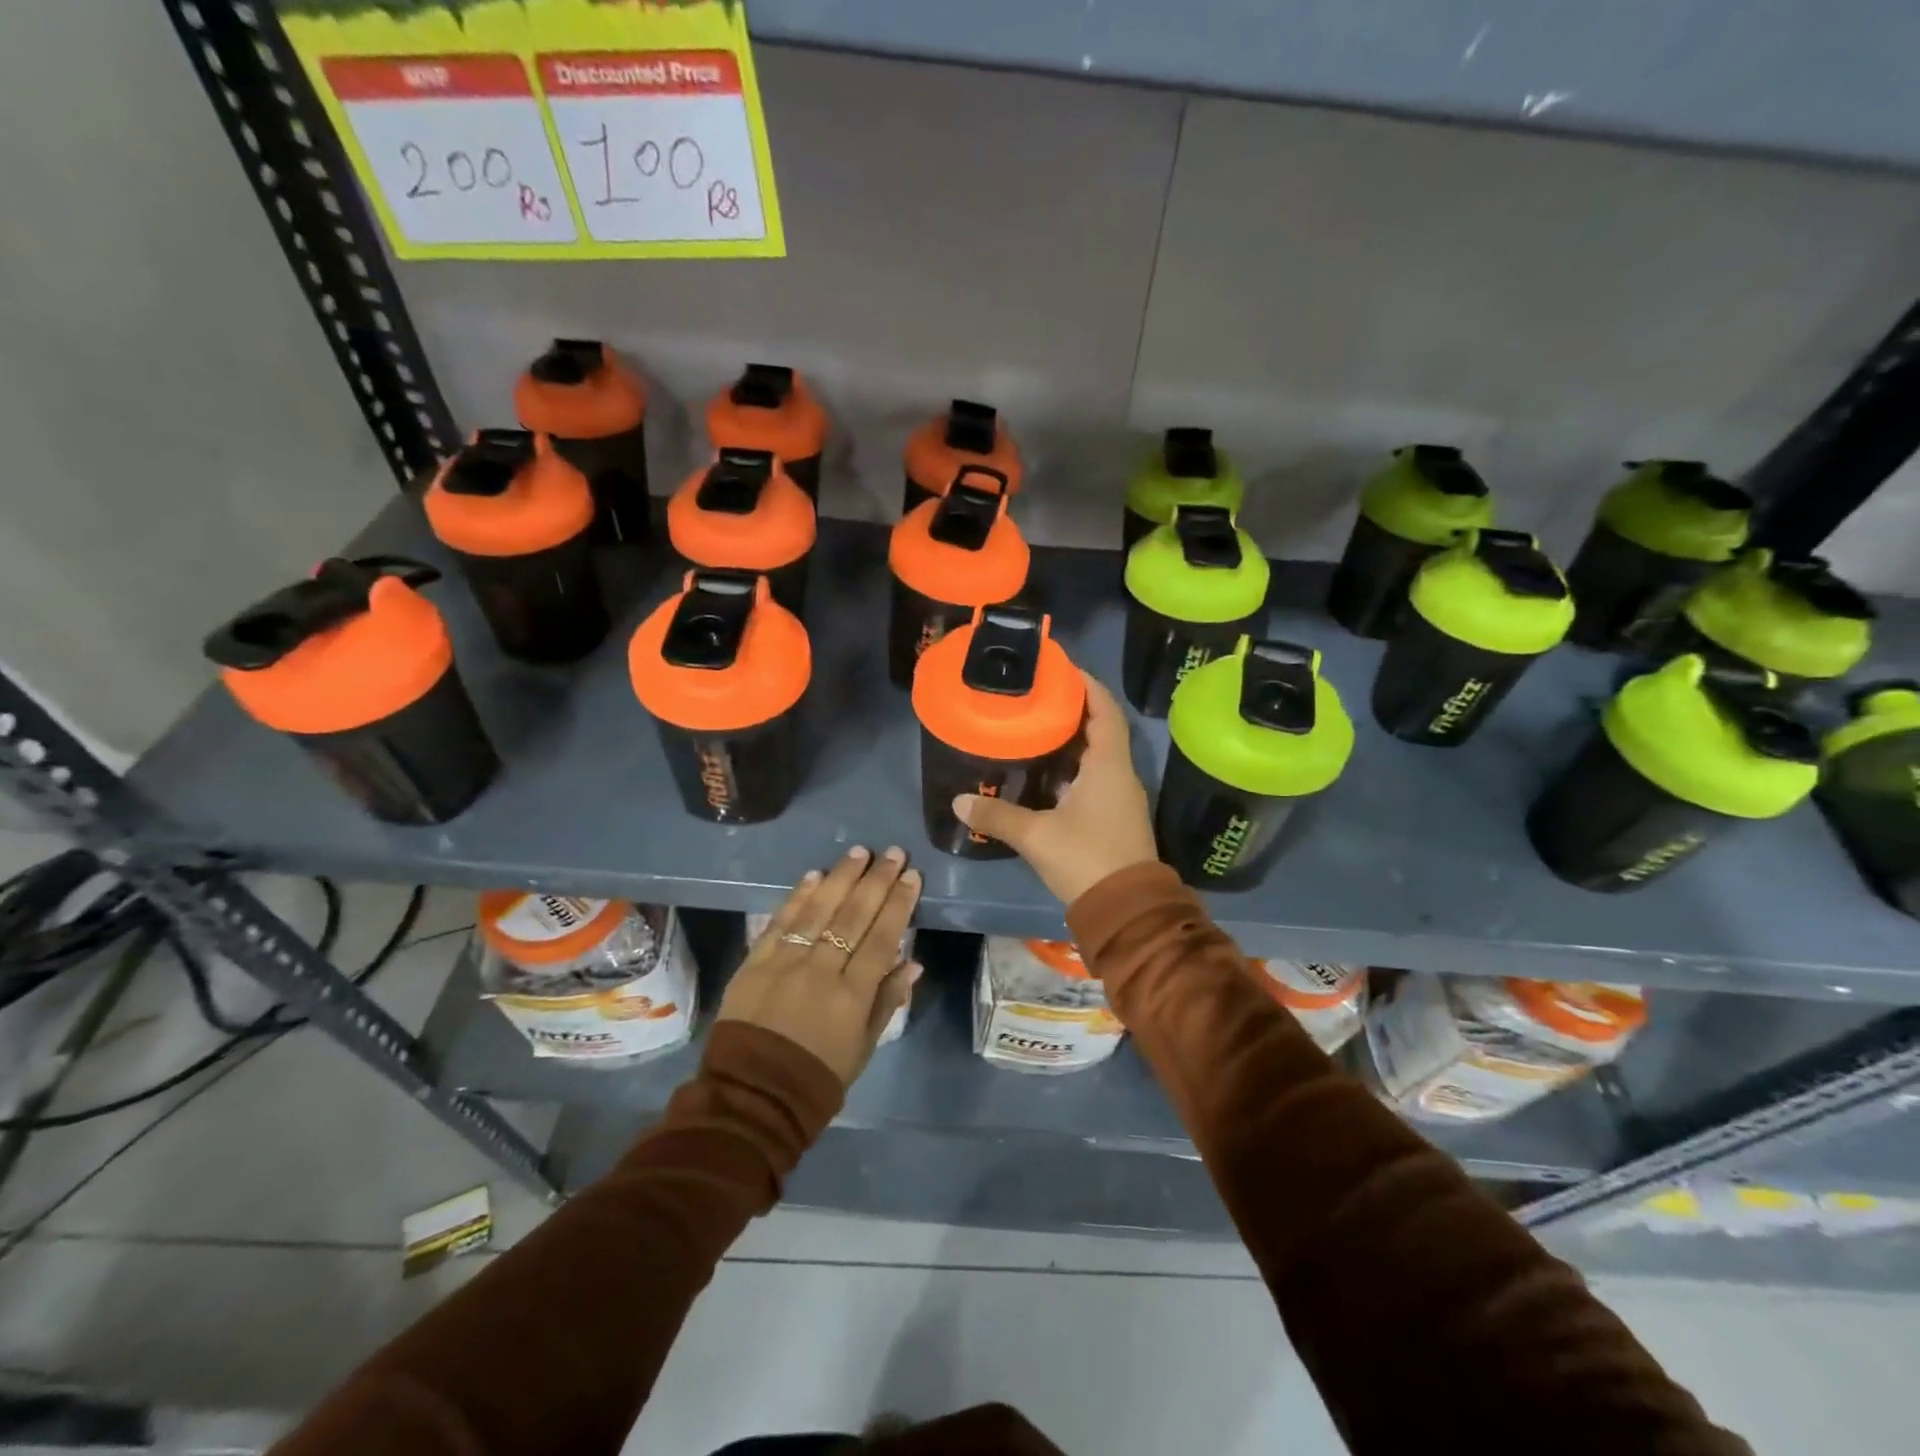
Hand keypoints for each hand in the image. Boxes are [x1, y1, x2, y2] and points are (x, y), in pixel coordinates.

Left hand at [717, 846, 922, 1085]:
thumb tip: (912, 962)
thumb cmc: (817, 1077)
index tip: (911, 875)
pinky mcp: (754, 962)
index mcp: (851, 996)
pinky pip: (780, 922)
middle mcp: (820, 971)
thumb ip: (887, 1002)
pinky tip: (814, 874)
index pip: (881, 938)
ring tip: (858, 852)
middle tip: (892, 852)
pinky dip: (798, 896)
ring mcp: (784, 963)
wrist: (752, 1095)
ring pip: (818, 910)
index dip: (898, 904)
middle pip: (853, 916)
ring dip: (840, 877)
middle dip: (875, 881)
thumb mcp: (863, 1048)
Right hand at [953, 673, 1158, 905]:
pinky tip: (1044, 776)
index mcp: (1108, 765)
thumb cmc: (1086, 859)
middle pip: (1101, 729)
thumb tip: (959, 801)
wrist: (1126, 910)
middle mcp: (1119, 774)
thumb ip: (998, 815)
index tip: (1062, 669)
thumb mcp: (1036, 835)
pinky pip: (1094, 779)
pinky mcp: (1114, 818)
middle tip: (1036, 697)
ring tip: (1034, 729)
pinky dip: (1072, 769)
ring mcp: (1120, 798)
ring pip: (1097, 756)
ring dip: (1072, 741)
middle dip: (1073, 710)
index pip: (1104, 710)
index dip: (1087, 685)